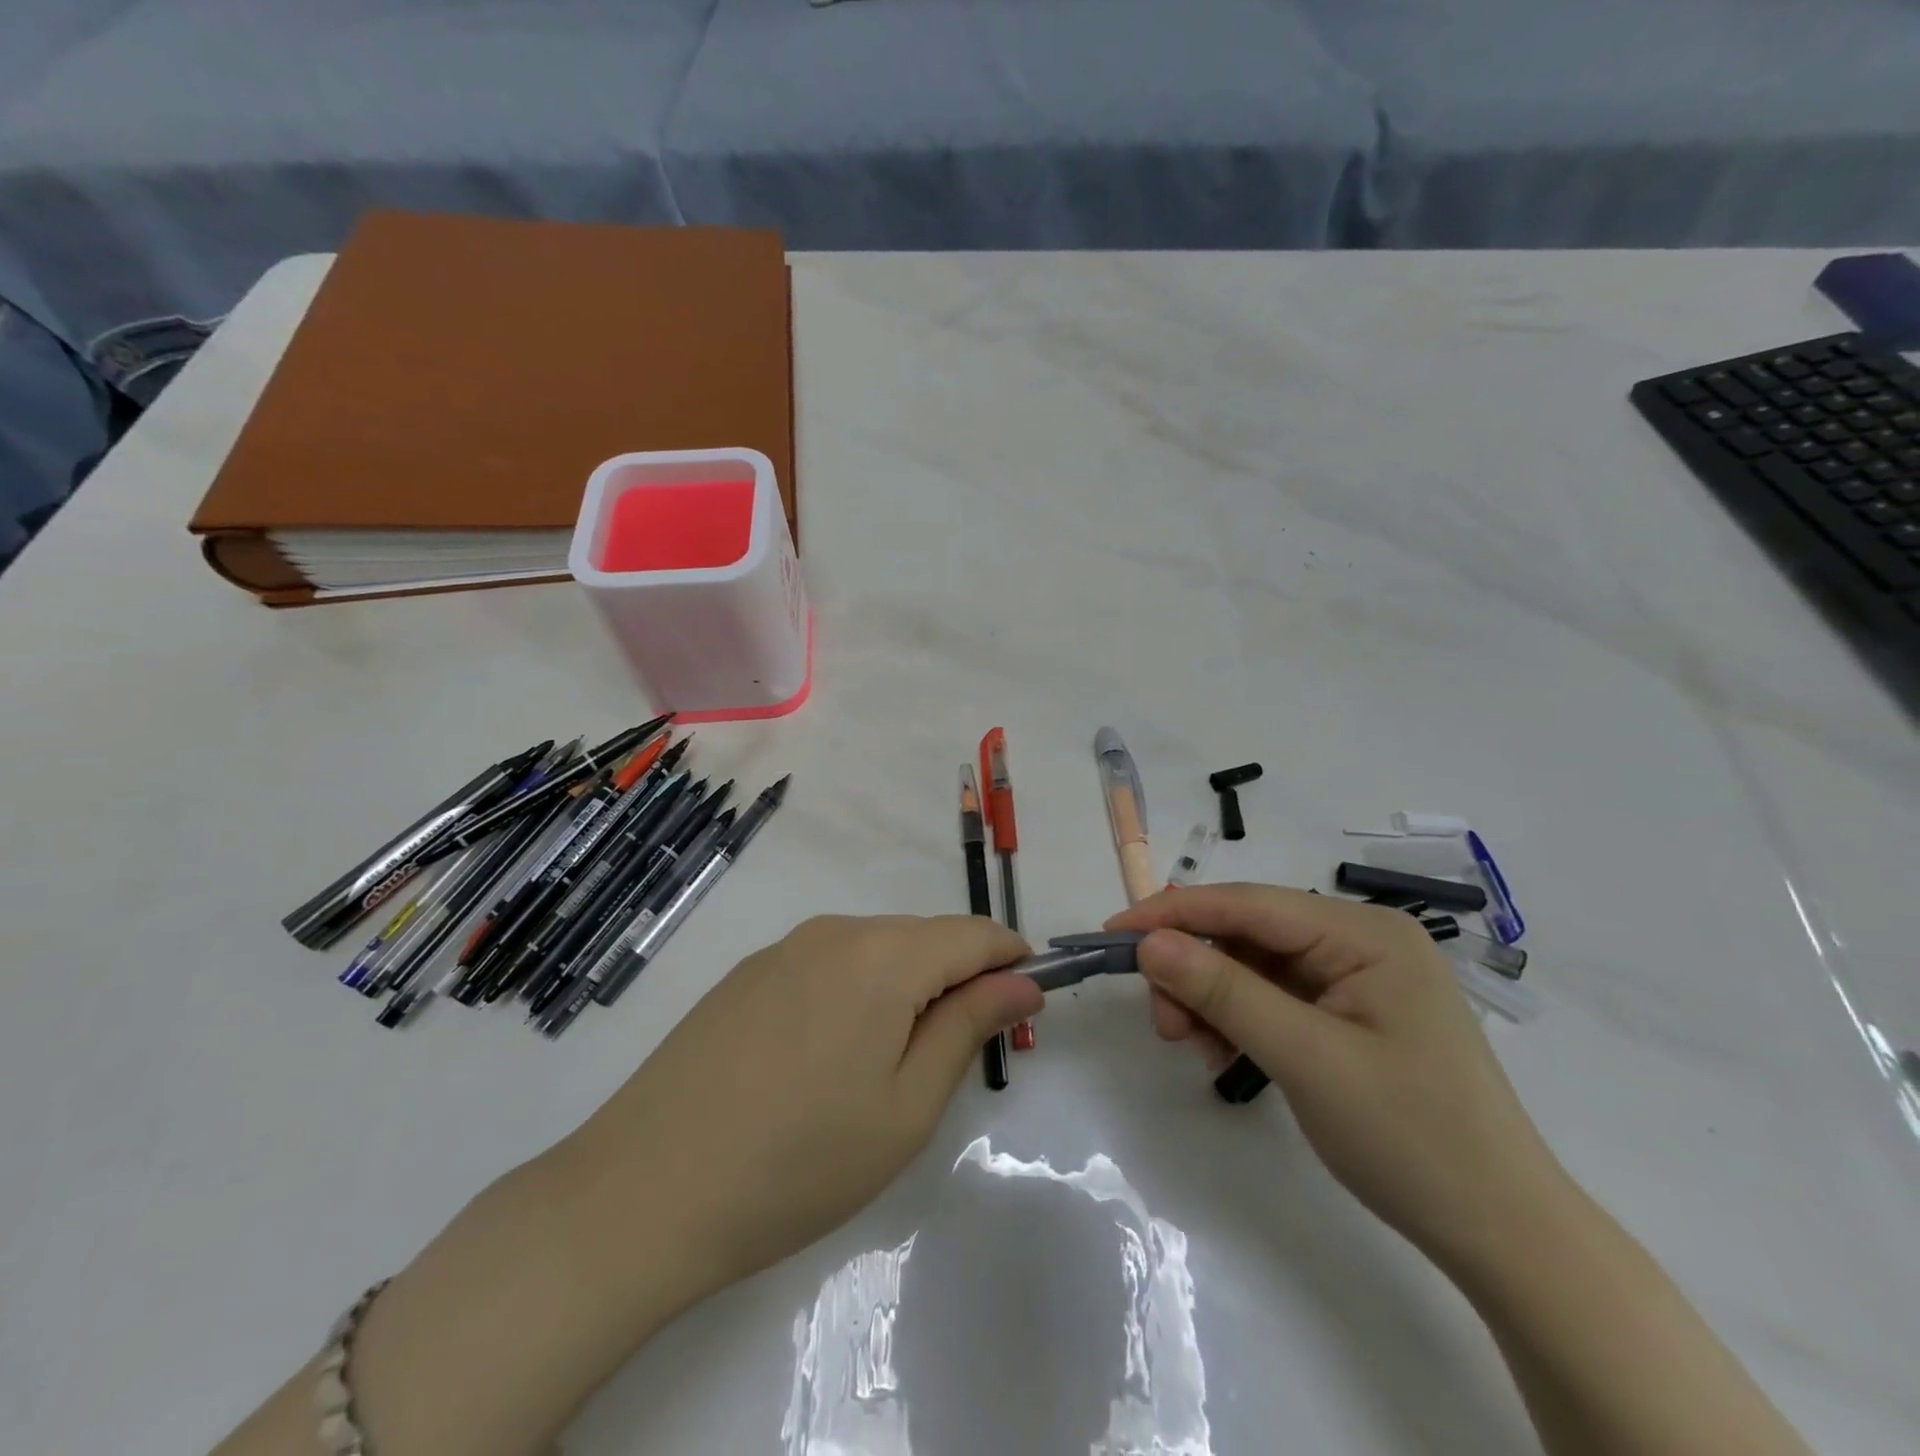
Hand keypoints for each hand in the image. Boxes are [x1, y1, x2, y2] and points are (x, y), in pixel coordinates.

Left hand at [571, 914, 1040, 1294]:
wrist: (645, 1191)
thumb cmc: (800, 1162)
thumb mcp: (907, 1106)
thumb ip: (969, 1027)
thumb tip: (1021, 981)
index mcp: (883, 956)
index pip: (972, 933)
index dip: (1010, 958)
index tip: (1028, 999)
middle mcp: (835, 932)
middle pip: (923, 936)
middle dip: (959, 976)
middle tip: (965, 1047)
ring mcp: (784, 948)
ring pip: (875, 947)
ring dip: (907, 983)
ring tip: (896, 1059)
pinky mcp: (748, 972)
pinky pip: (828, 962)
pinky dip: (858, 988)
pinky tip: (832, 1052)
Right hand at [1108, 885, 1566, 1270]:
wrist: (1503, 1235)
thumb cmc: (1413, 1138)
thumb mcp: (1306, 1059)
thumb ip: (1224, 992)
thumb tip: (1149, 943)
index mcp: (1364, 932)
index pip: (1248, 903)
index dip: (1174, 913)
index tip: (1112, 934)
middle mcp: (1359, 940)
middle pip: (1248, 934)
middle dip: (1195, 970)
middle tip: (1163, 1023)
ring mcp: (1356, 977)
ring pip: (1253, 966)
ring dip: (1212, 999)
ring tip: (1192, 1047)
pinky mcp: (1349, 1013)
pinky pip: (1274, 997)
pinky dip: (1238, 1020)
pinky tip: (1223, 1054)